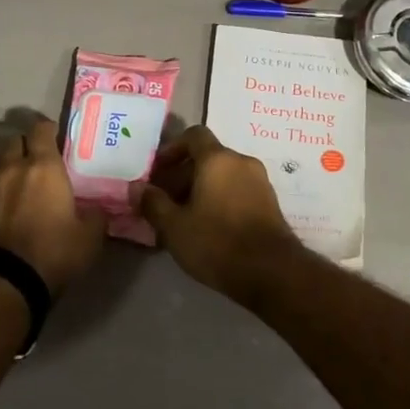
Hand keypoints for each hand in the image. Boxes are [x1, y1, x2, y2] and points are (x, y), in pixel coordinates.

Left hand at [0, 116, 104, 293]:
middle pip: (14, 141)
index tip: (57, 137)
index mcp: (43, 167)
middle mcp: (11, 169)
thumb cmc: (52, 253)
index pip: (41, 129)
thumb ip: (96, 217)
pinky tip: (4, 212)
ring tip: (20, 185)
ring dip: (8, 169)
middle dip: (26, 146)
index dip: (49, 129)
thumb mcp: (89, 238)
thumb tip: (98, 210)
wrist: (3, 283)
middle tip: (39, 161)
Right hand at [140, 126, 300, 302]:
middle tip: (164, 201)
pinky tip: (208, 226)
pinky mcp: (269, 202)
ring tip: (183, 217)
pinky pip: (237, 189)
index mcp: (218, 159)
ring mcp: (260, 182)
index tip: (157, 172)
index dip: (172, 149)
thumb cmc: (217, 242)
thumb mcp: (175, 226)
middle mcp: (241, 162)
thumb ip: (153, 203)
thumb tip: (137, 188)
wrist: (272, 272)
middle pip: (207, 157)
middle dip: (182, 174)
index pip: (193, 135)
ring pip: (223, 175)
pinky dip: (220, 198)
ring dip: (201, 188)